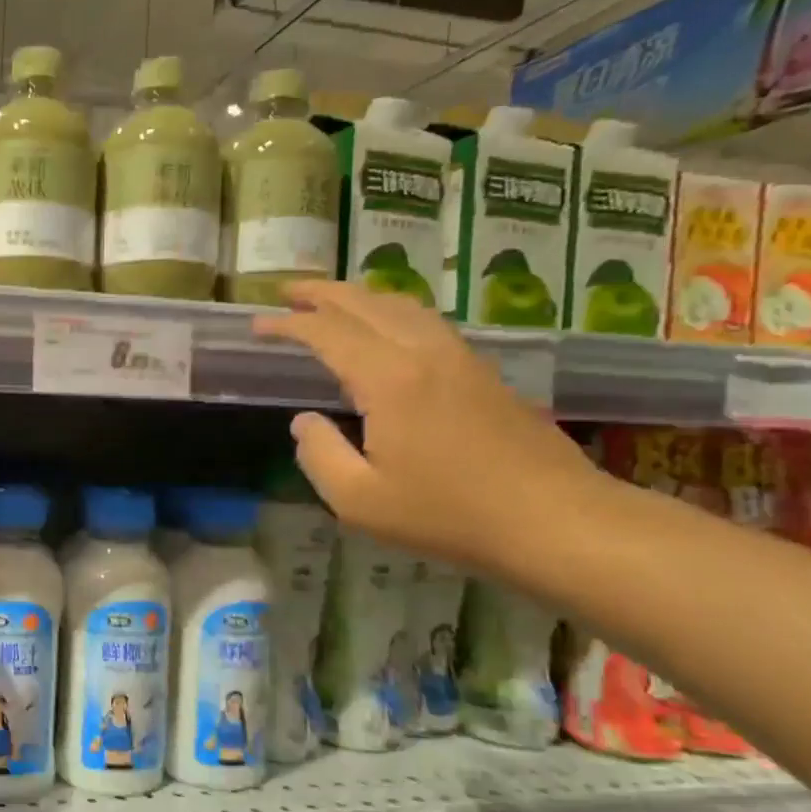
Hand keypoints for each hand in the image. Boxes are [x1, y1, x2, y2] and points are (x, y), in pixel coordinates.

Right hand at [252, 282, 602, 572]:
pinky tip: (385, 329)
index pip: (328, 333)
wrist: (553, 519)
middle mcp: (424, 354)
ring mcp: (459, 359)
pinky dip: (391, 312)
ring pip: (402, 306)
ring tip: (329, 300)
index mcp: (389, 380)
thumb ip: (319, 456)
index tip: (257, 325)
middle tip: (285, 292)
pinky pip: (426, 322)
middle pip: (366, 304)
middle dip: (321, 293)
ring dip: (359, 296)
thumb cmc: (447, 514)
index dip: (288, 325)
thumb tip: (303, 422)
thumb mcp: (359, 500)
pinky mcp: (482, 373)